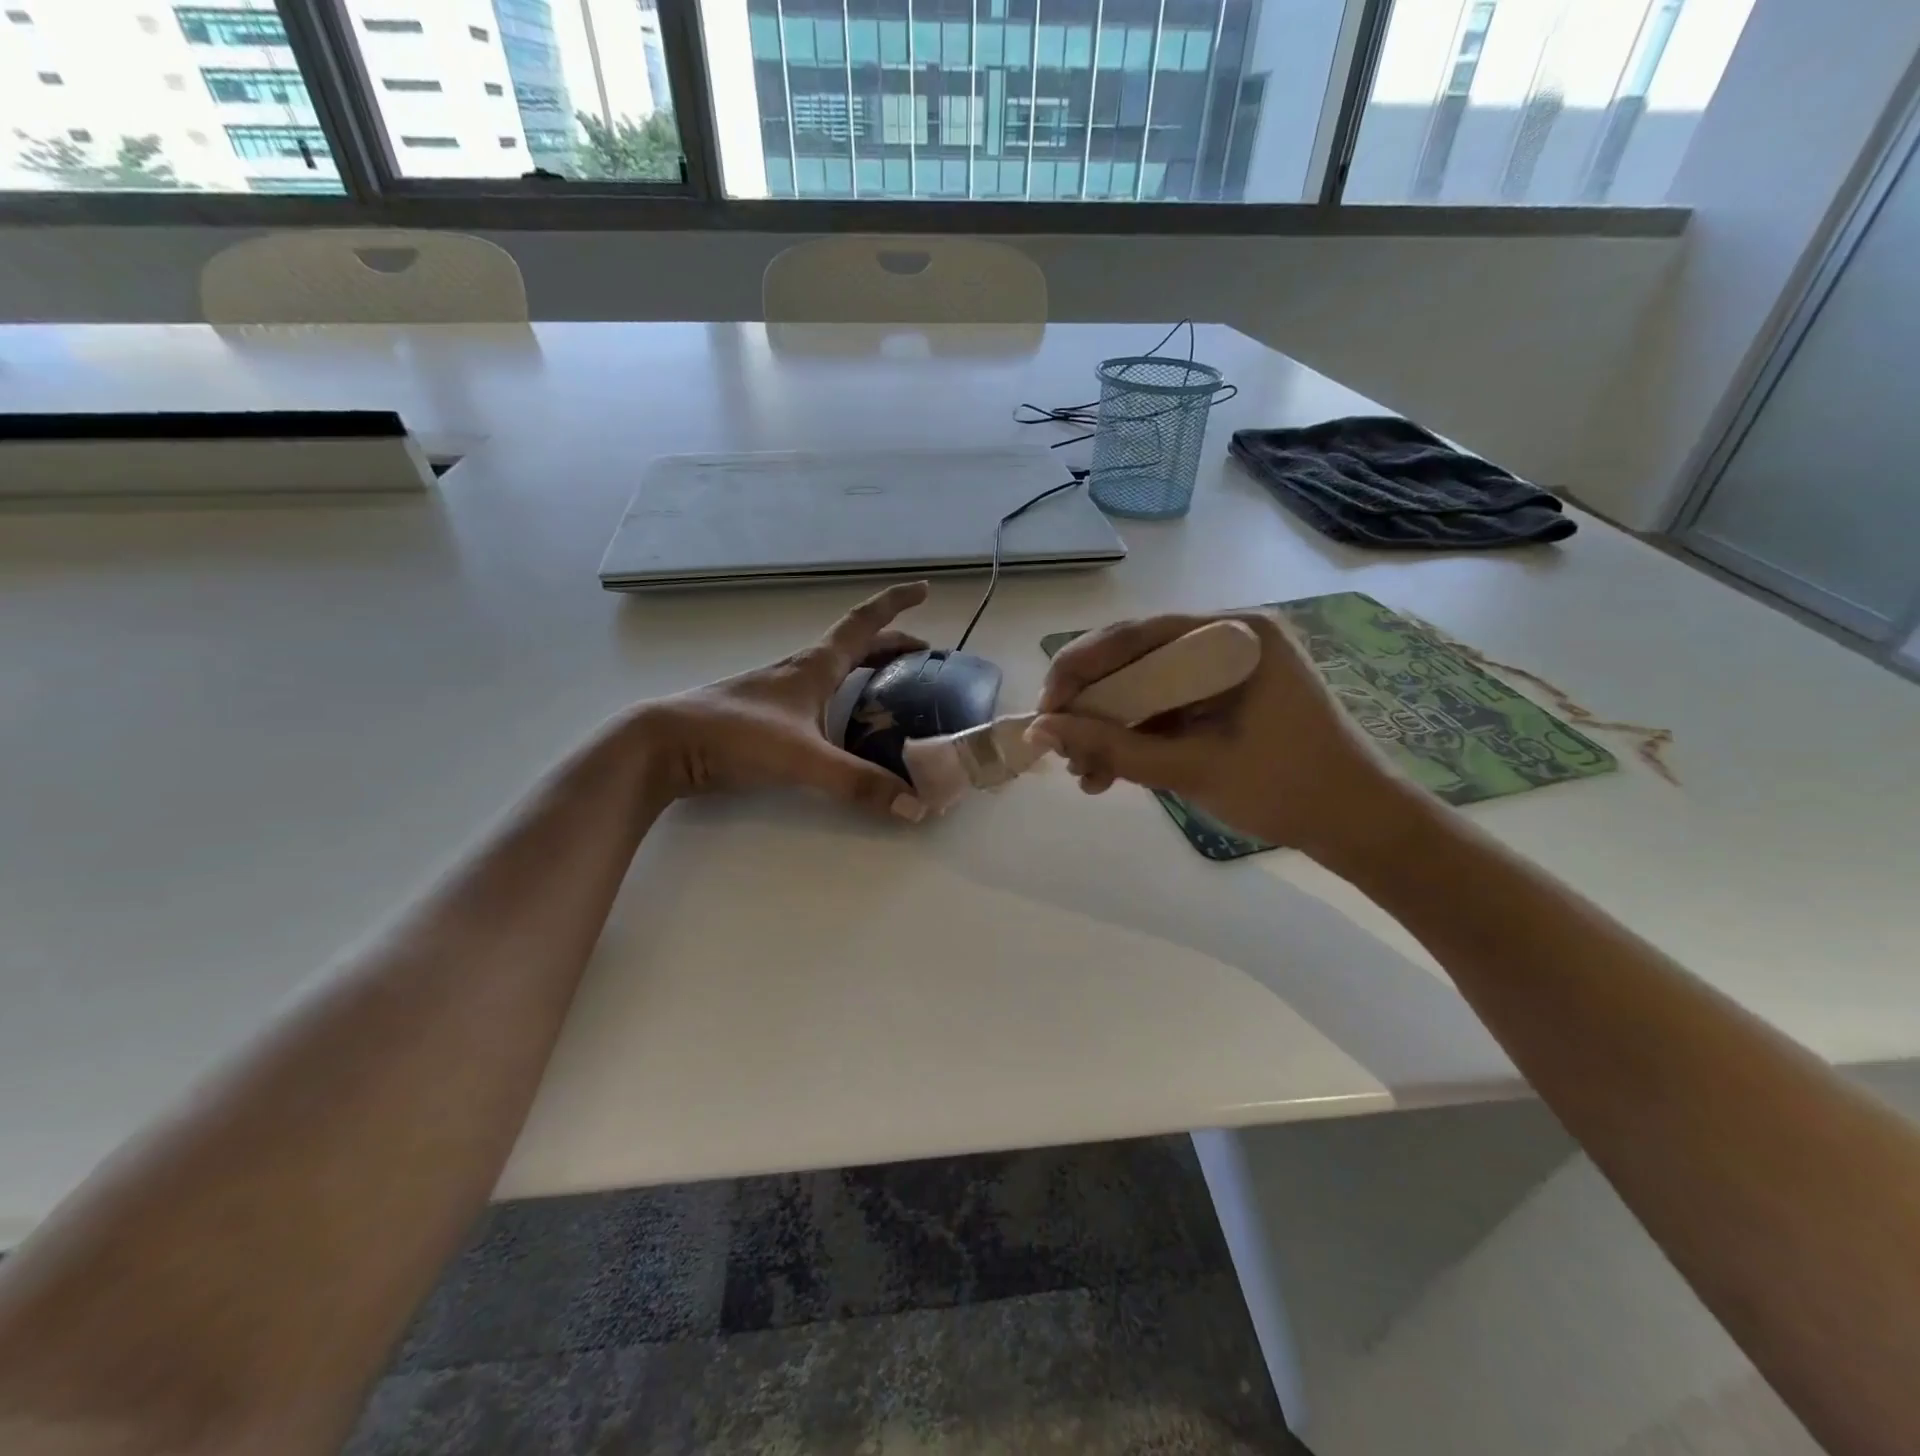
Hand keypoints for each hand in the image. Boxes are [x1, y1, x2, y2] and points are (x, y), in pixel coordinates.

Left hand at [632, 581, 932, 820]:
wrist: (665, 746)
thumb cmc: (735, 735)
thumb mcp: (803, 758)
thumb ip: (858, 783)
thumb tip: (915, 805)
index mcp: (814, 667)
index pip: (864, 624)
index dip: (896, 604)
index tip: (924, 589)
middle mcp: (801, 672)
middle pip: (855, 647)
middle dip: (892, 646)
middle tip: (925, 658)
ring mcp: (781, 693)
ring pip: (836, 671)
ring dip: (868, 670)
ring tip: (895, 689)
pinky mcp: (768, 717)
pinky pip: (820, 697)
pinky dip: (845, 698)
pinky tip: (847, 726)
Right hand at [1029, 610, 1418, 861]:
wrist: (1358, 825)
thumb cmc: (1286, 789)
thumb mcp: (1191, 768)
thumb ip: (1112, 747)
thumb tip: (1038, 731)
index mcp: (1234, 634)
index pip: (1136, 634)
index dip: (1080, 669)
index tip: (1045, 710)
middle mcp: (1227, 636)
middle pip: (1136, 658)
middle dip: (1092, 706)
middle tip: (1058, 748)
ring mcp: (1226, 666)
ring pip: (1144, 685)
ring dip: (1108, 727)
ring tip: (1083, 773)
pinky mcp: (1224, 695)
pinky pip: (1164, 705)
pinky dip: (1135, 735)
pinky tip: (1109, 770)